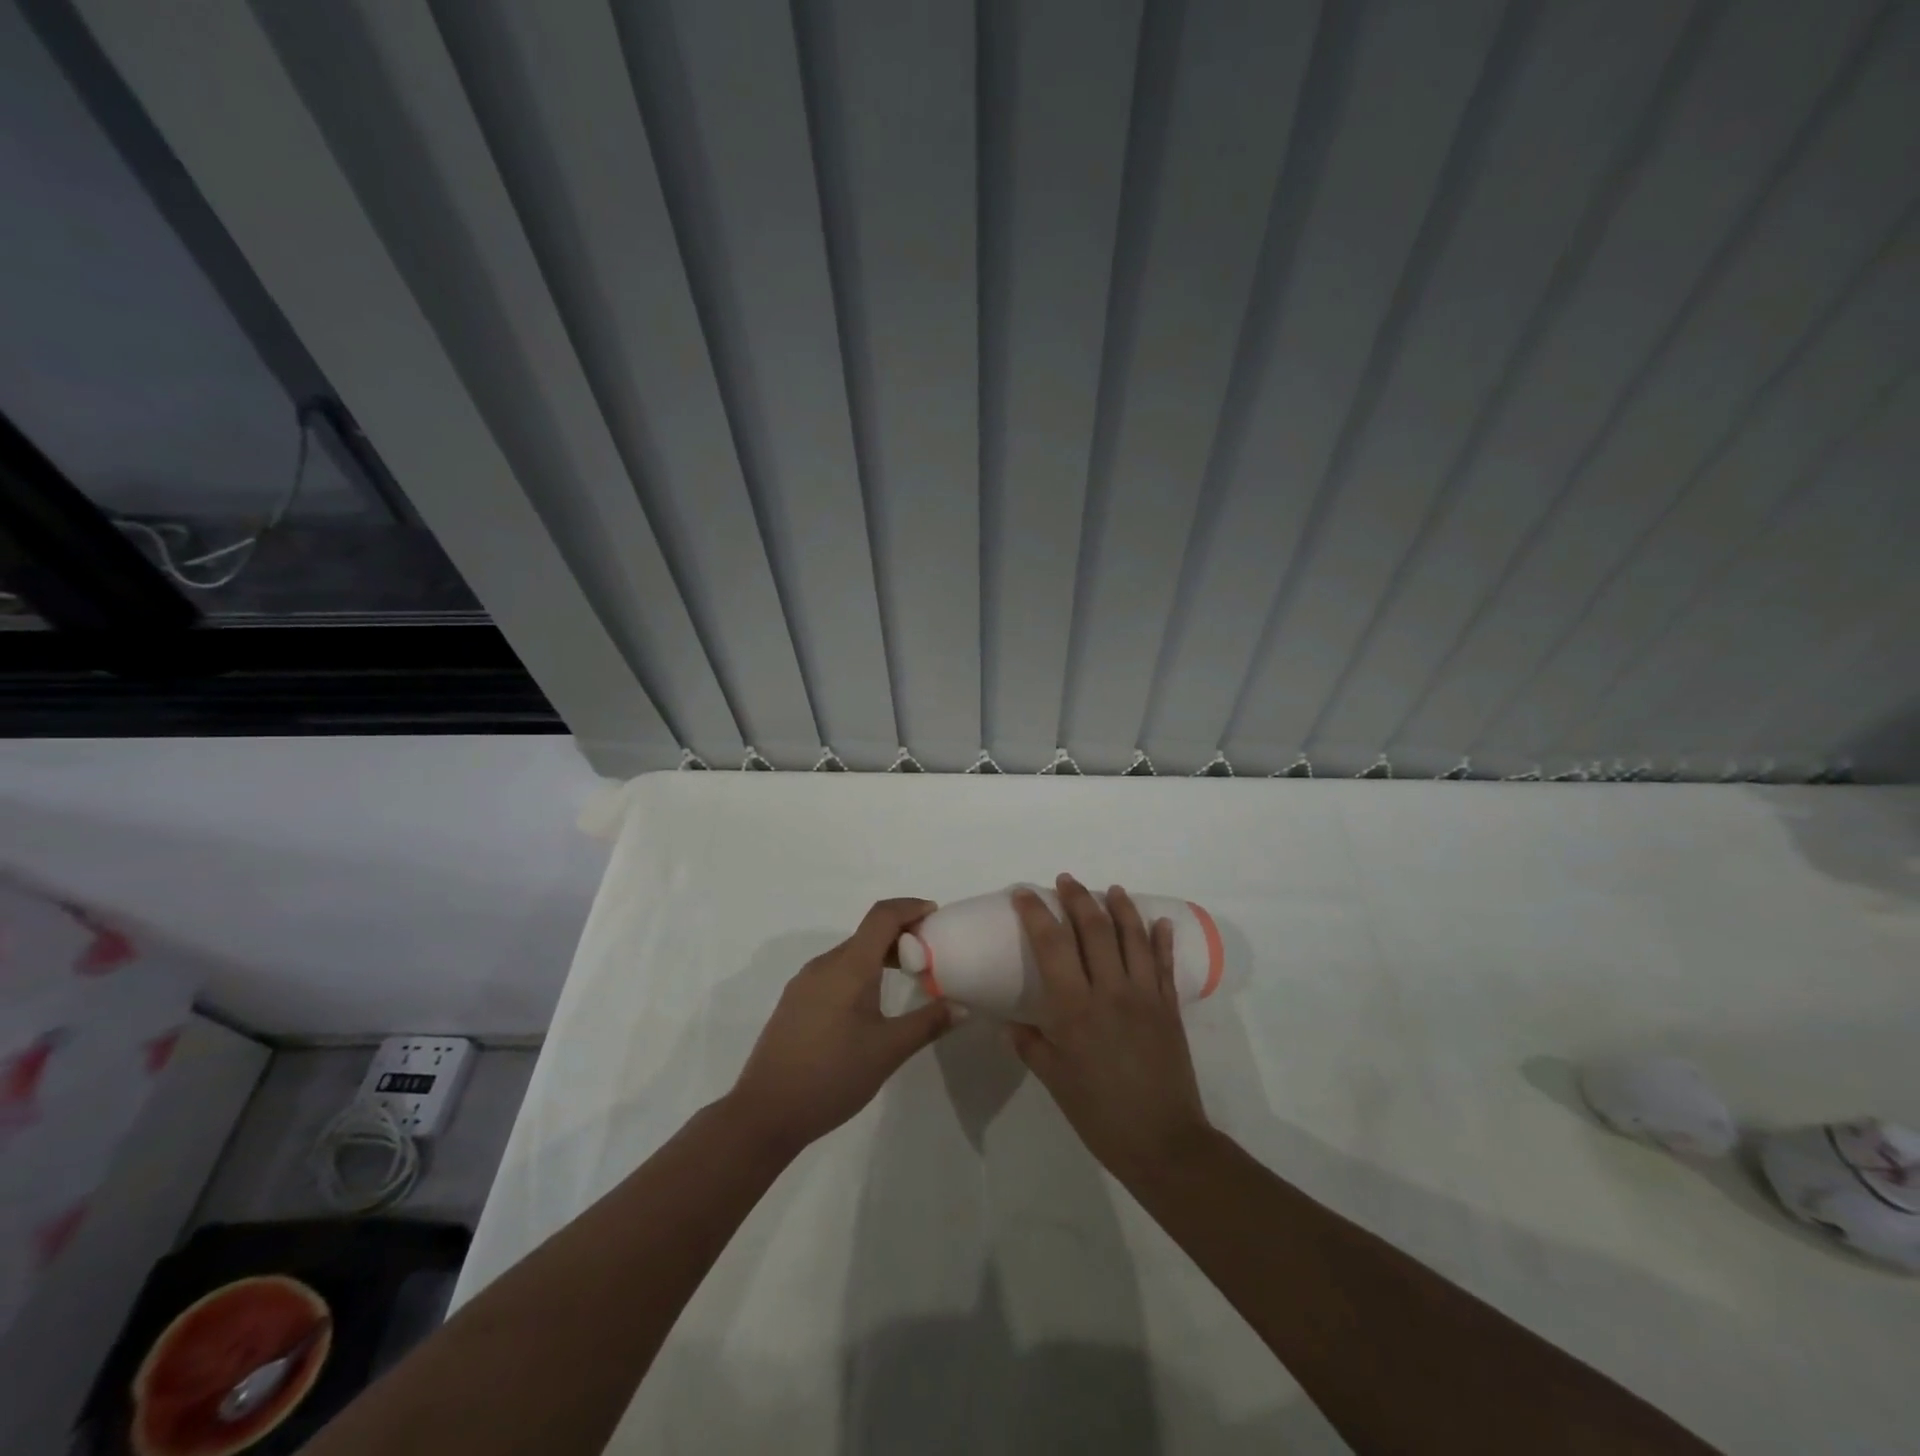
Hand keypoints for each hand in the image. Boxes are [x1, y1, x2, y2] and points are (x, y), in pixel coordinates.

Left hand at [728, 898, 955, 1154]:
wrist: (765, 1113)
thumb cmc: (832, 1076)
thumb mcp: (888, 1051)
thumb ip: (927, 1024)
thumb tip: (961, 1008)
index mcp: (848, 966)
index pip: (882, 916)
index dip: (910, 908)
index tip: (936, 916)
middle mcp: (824, 965)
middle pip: (867, 933)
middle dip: (901, 935)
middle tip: (931, 955)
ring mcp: (804, 983)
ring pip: (850, 954)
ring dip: (880, 955)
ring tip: (907, 978)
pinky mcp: (795, 1003)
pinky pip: (834, 972)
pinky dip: (860, 972)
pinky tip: (871, 1004)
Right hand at [1007, 875, 1212, 1185]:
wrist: (1164, 1142)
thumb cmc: (1100, 1114)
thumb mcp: (1056, 1082)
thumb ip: (1031, 1046)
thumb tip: (1007, 1024)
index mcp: (1075, 1009)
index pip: (1052, 945)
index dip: (1037, 914)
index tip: (1025, 894)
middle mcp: (1110, 991)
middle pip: (1094, 929)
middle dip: (1078, 898)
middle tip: (1066, 880)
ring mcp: (1145, 996)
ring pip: (1133, 937)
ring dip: (1121, 907)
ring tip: (1111, 888)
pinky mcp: (1169, 1008)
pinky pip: (1165, 964)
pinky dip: (1161, 939)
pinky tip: (1159, 921)